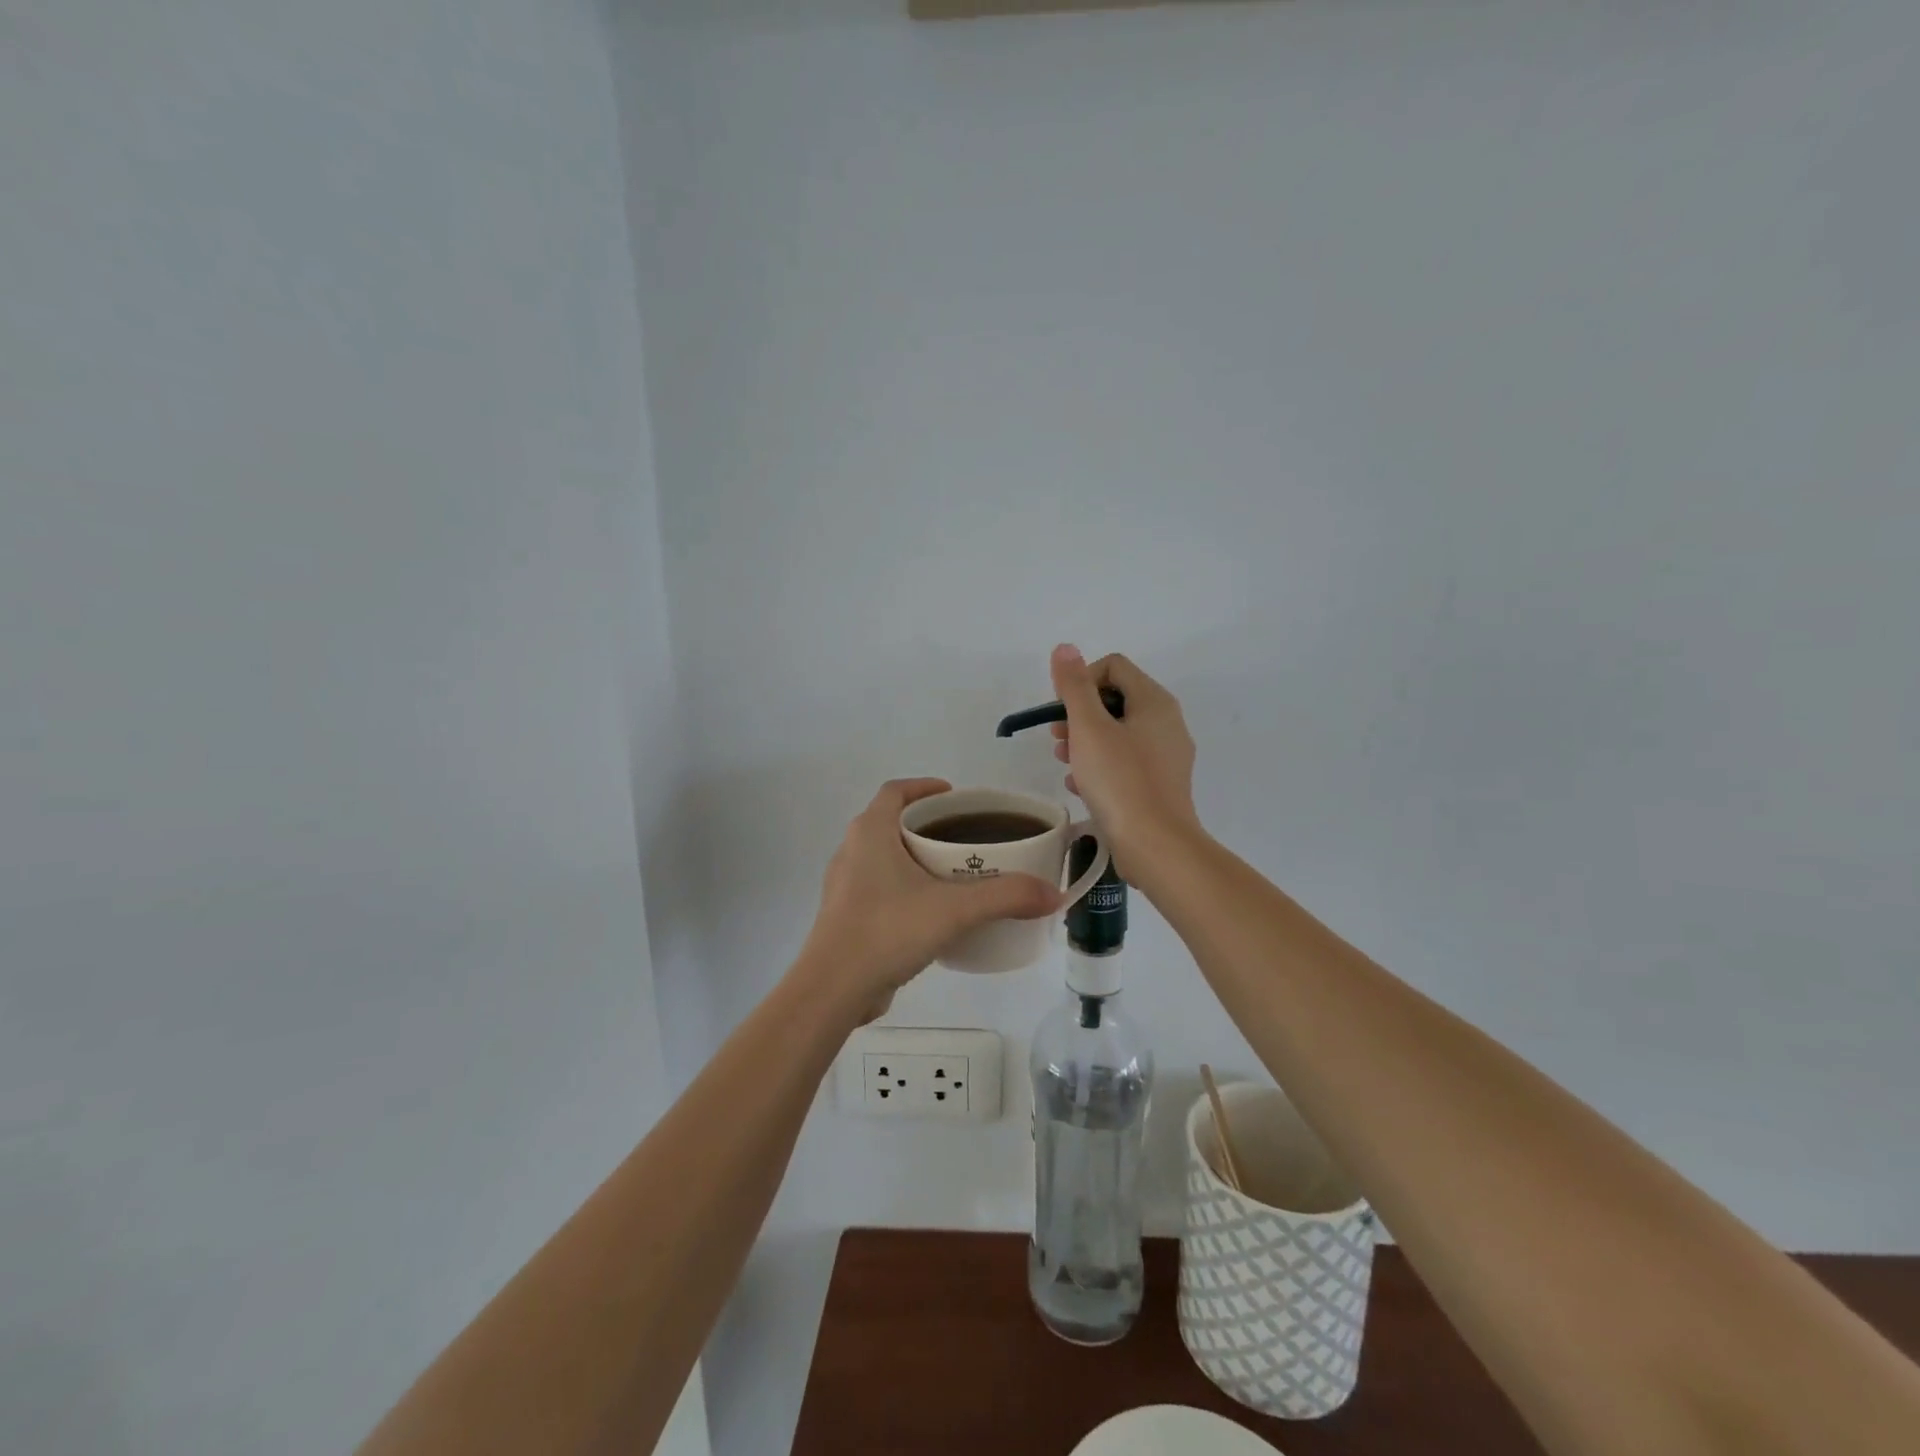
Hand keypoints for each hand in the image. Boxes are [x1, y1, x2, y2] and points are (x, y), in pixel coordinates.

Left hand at [797, 778, 1062, 1017]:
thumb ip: (1006, 897)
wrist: (833, 990)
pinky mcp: (845, 917)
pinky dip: (904, 889)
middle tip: (964, 838)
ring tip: (953, 875)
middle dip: (927, 825)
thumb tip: (1053, 893)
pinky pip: (878, 889)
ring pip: (883, 857)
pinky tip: (931, 913)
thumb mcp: (954, 910)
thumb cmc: (888, 930)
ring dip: (915, 858)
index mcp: (870, 832)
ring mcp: (844, 886)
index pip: (895, 791)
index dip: (924, 787)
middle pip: (891, 822)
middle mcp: (851, 851)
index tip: (955, 798)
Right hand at [1048, 645, 1200, 877]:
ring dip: (1086, 742)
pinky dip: (1101, 767)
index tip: (1061, 711)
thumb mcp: (1089, 728)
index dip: (1081, 680)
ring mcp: (1167, 756)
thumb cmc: (1120, 781)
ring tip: (1065, 764)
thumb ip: (1075, 686)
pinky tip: (1080, 787)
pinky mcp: (1160, 786)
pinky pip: (1125, 763)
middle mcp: (1167, 723)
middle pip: (1115, 700)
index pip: (1113, 666)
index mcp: (1155, 702)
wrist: (1156, 846)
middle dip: (1080, 715)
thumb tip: (1065, 648)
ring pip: (1118, 734)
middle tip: (1058, 739)